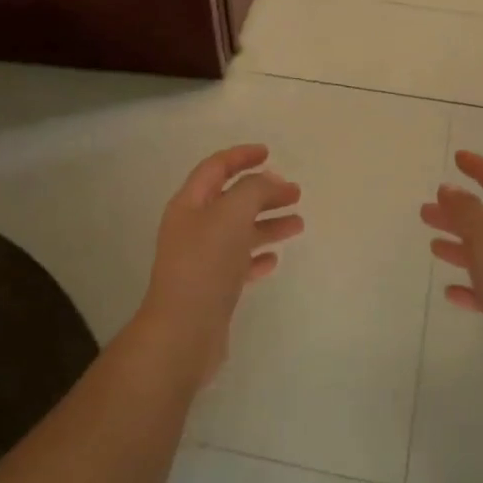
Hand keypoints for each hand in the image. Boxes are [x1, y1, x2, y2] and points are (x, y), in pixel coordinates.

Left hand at [137, 144, 303, 386]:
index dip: (241, 157)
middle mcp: (193, 228)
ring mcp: (202, 260)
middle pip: (232, 200)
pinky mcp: (213, 288)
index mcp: (190, 205)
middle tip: (295, 193)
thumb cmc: (206, 265)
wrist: (184, 330)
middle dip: (263, 192)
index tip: (269, 152)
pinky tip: (274, 259)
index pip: (215, 169)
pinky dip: (257, 256)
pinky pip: (239, 264)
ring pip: (239, 232)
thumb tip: (270, 181)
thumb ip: (254, 190)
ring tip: (298, 224)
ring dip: (267, 224)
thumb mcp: (232, 214)